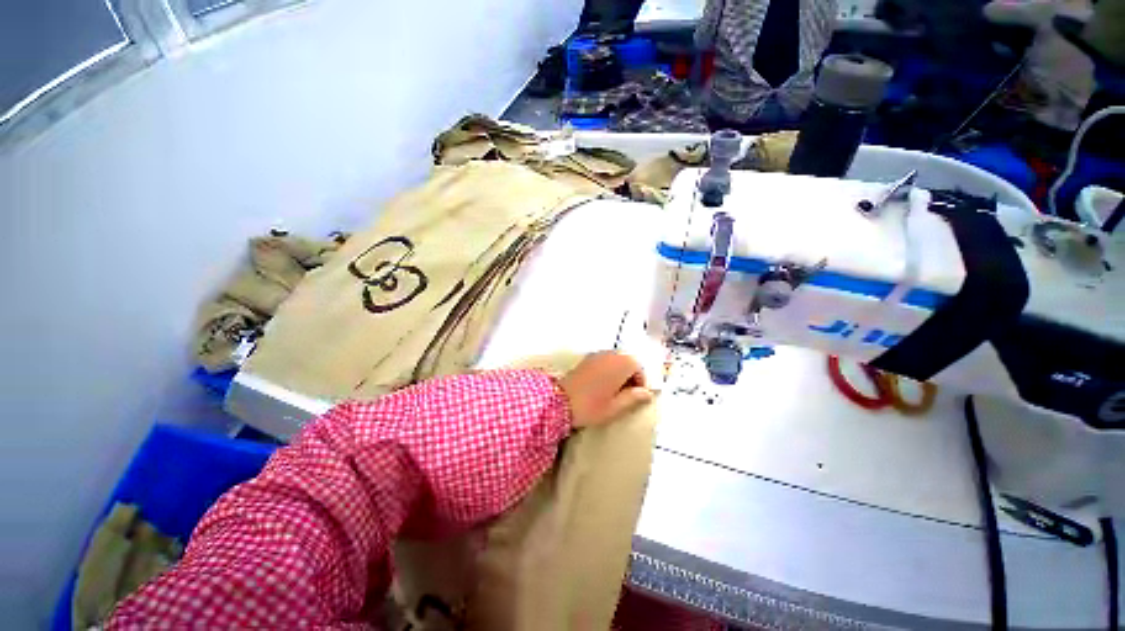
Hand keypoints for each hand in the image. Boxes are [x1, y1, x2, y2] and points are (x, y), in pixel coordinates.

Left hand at [559, 351, 653, 427]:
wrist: (559, 401)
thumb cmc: (591, 406)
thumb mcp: (615, 407)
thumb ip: (633, 398)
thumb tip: (647, 394)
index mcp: (621, 364)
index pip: (639, 368)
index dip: (640, 382)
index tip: (637, 397)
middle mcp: (610, 355)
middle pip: (627, 362)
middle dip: (630, 377)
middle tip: (626, 396)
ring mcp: (596, 355)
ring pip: (615, 361)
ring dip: (619, 373)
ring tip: (614, 392)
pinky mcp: (586, 359)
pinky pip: (604, 362)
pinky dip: (608, 370)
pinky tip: (601, 386)